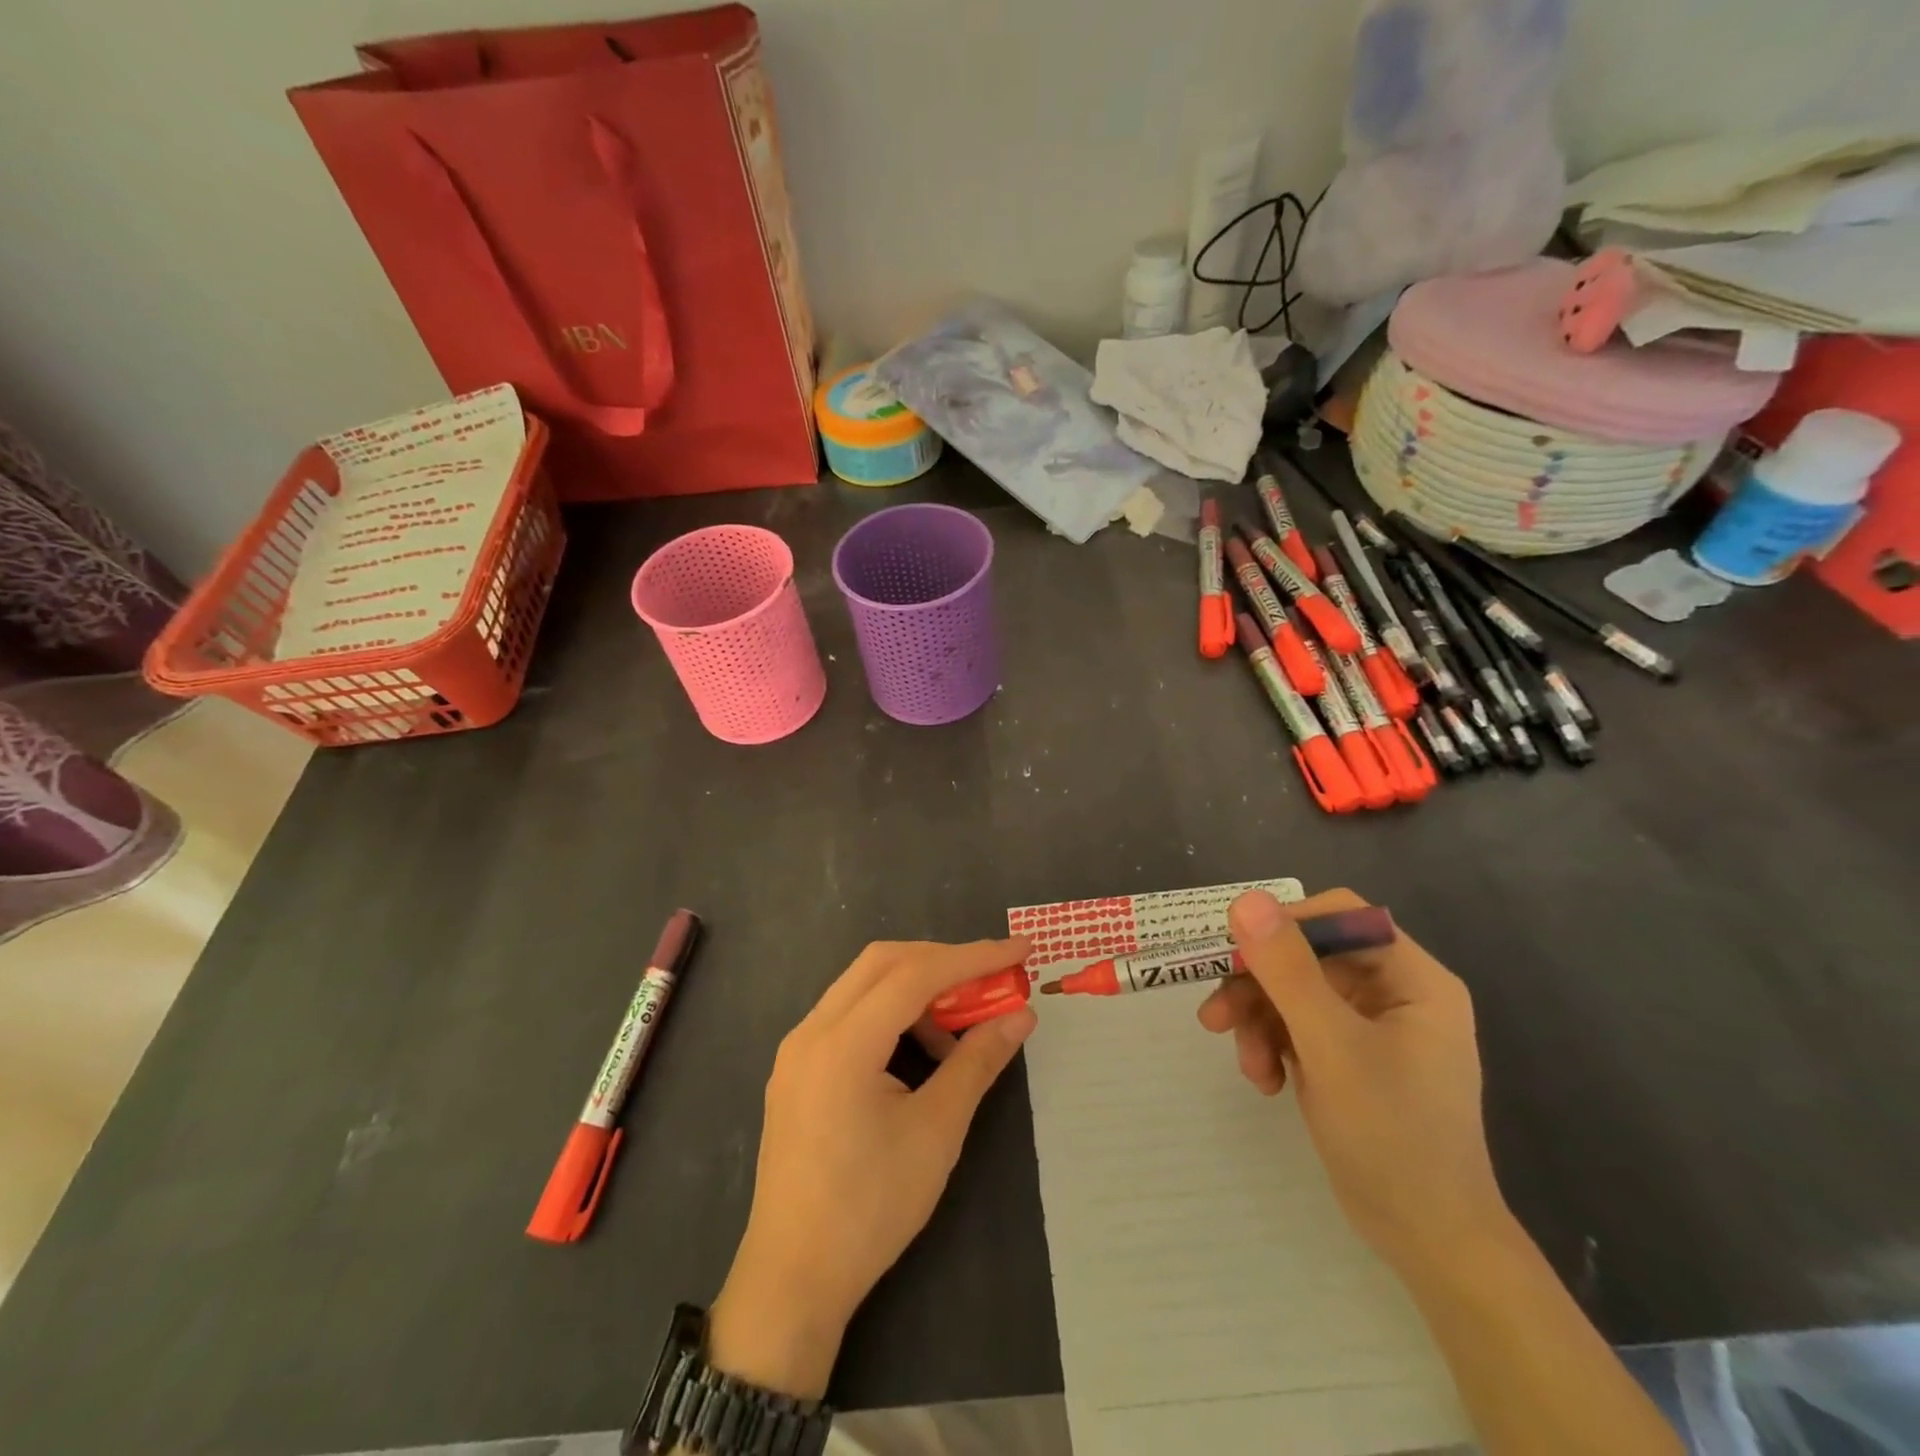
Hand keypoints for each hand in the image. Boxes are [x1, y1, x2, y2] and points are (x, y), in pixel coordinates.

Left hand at [709, 937, 1036, 1399]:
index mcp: (842, 1043)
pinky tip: (918, 1054)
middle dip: (942, 962)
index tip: (1019, 949)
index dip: (972, 957)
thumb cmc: (870, 1209)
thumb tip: (1020, 1015)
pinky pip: (849, 1015)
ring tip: (957, 1034)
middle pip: (883, 962)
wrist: (792, 1279)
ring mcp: (798, 1048)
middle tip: (990, 980)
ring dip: (916, 990)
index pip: (915, 973)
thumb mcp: (936, 1132)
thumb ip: (978, 1062)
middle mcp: (812, 1030)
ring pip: (864, 984)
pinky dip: (890, 1014)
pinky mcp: (796, 1068)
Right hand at [1197, 888, 1510, 1273]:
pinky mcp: (1344, 1057)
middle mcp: (1391, 992)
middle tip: (1215, 1015)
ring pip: (1291, 992)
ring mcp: (1366, 1026)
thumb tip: (1246, 900)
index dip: (1285, 924)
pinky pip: (1293, 1027)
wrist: (1427, 1241)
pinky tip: (1265, 1083)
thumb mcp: (1331, 1046)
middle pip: (1306, 956)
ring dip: (1258, 1021)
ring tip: (1246, 1065)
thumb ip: (1288, 970)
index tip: (1237, 951)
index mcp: (1412, 978)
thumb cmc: (1392, 1135)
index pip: (1340, 916)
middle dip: (1259, 986)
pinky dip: (1270, 1046)